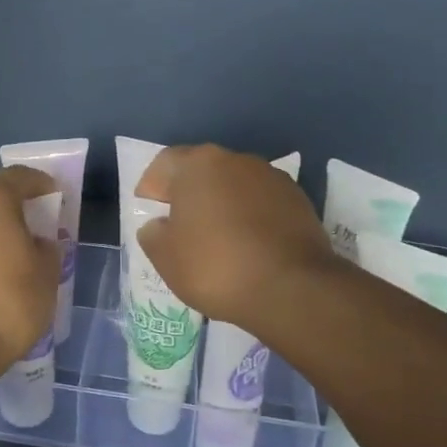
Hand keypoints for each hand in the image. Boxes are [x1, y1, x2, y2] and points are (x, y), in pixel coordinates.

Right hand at [134, 145, 342, 336]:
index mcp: (198, 164)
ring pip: (234, 185)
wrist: (292, 287)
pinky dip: (250, 217)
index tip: (148, 209)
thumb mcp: (165, 257)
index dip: (152, 186)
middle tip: (180, 225)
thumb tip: (158, 226)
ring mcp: (271, 177)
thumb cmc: (216, 266)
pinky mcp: (298, 200)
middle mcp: (235, 160)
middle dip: (189, 193)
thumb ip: (153, 234)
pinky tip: (248, 246)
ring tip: (218, 238)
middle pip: (202, 170)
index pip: (164, 163)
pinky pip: (262, 203)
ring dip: (223, 204)